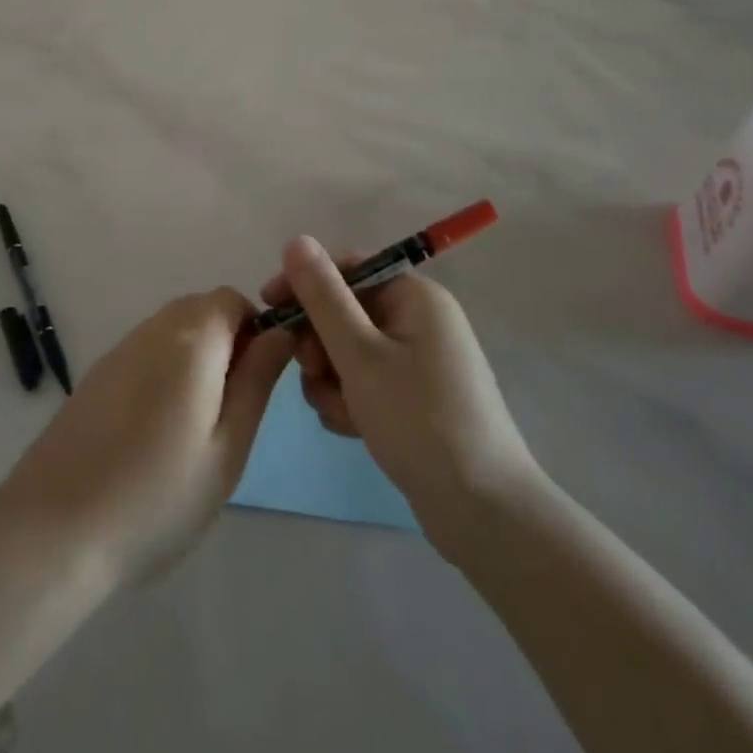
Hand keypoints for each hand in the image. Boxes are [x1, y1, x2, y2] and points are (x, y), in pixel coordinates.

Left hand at [0, 289, 293, 589]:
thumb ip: (257, 380)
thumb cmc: (158, 495)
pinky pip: (143, 354)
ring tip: (195, 428)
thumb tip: (280, 333)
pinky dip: (162, 374)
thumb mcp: (228, 446)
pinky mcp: (95, 377)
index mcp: (190, 339)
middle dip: (226, 344)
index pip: (232, 299)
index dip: (254, 330)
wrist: (54, 530)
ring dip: (194, 360)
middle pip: (200, 311)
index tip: (257, 381)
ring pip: (171, 332)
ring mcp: (117, 352)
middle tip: (230, 410)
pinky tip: (154, 433)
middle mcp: (151, 330)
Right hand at [261, 236, 542, 553]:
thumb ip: (323, 297)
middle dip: (320, 343)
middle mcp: (419, 321)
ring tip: (341, 413)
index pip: (348, 268)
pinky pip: (365, 382)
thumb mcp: (360, 355)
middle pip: (345, 311)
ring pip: (348, 351)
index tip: (270, 309)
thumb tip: (296, 241)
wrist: (482, 512)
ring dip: (331, 378)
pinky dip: (350, 400)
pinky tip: (352, 429)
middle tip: (314, 373)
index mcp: (415, 297)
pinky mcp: (413, 398)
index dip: (305, 284)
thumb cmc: (419, 420)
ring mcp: (418, 361)